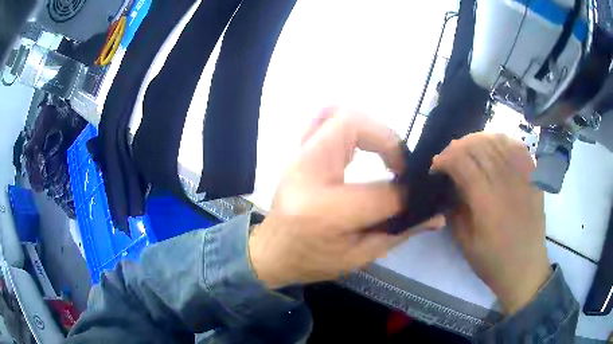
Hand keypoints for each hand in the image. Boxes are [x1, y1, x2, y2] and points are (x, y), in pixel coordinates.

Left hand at [248, 109, 444, 287]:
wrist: (271, 252)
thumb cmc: (313, 260)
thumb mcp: (359, 257)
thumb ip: (400, 232)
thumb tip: (437, 215)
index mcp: (326, 211)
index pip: (383, 191)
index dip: (408, 193)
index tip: (417, 196)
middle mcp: (308, 173)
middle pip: (354, 125)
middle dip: (388, 141)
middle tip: (399, 167)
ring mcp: (298, 157)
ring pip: (338, 114)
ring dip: (370, 129)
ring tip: (383, 155)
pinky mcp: (296, 152)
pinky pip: (320, 118)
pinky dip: (345, 121)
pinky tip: (357, 140)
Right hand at [431, 133, 551, 313]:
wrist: (525, 268)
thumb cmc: (493, 262)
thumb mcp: (466, 244)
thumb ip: (455, 212)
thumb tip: (448, 188)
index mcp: (487, 202)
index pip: (463, 163)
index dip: (445, 158)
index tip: (436, 166)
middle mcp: (506, 183)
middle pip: (479, 146)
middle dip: (458, 146)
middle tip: (450, 156)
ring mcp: (523, 177)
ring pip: (498, 141)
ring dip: (479, 140)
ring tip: (470, 149)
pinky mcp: (534, 178)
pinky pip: (518, 147)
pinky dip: (503, 141)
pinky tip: (495, 146)